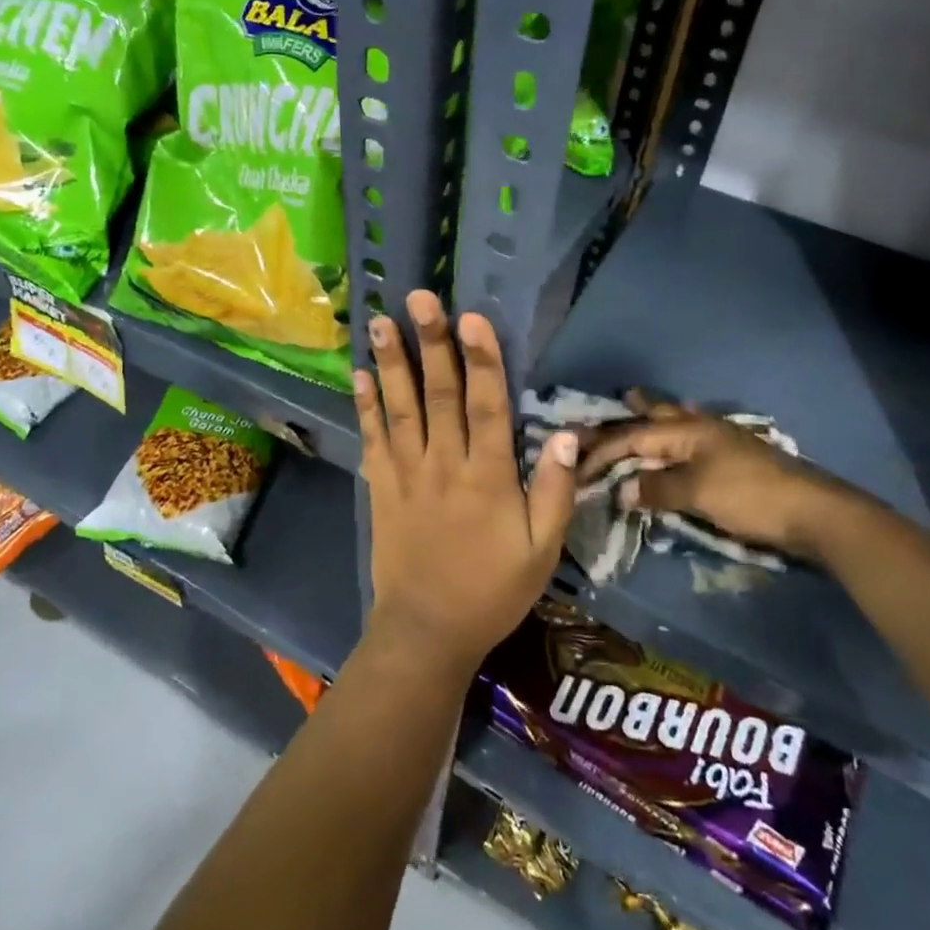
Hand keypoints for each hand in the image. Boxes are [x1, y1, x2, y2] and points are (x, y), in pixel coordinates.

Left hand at [356, 291, 578, 674]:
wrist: (427, 631)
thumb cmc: (493, 590)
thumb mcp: (543, 550)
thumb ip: (557, 491)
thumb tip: (570, 434)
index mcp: (489, 476)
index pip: (487, 405)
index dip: (481, 359)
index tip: (471, 316)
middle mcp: (445, 463)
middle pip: (439, 393)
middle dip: (432, 342)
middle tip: (419, 298)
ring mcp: (407, 473)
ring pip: (400, 407)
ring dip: (392, 362)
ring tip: (382, 321)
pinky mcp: (382, 487)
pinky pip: (373, 438)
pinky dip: (366, 405)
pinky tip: (359, 374)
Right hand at [577, 391, 871, 562]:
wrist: (813, 513)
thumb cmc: (750, 497)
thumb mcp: (697, 493)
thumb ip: (656, 488)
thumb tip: (621, 490)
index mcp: (689, 431)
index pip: (633, 436)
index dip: (602, 450)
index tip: (577, 466)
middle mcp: (702, 428)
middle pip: (659, 416)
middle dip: (635, 409)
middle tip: (617, 398)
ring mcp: (721, 441)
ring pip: (679, 423)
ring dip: (657, 416)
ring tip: (641, 405)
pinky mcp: (734, 459)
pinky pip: (694, 439)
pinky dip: (678, 436)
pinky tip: (684, 437)